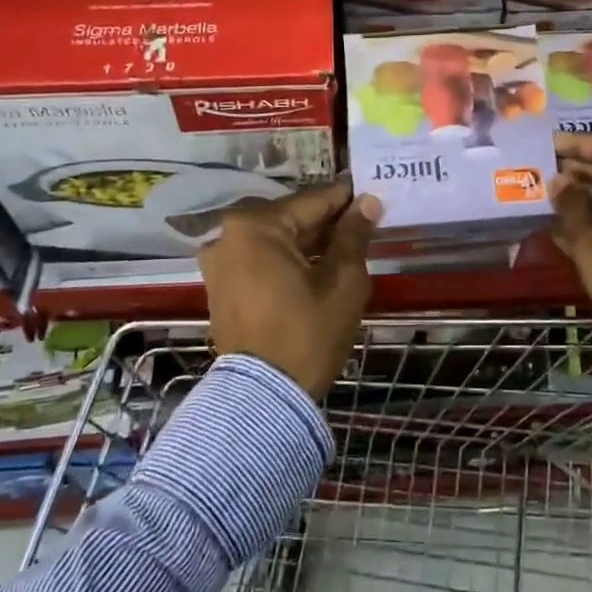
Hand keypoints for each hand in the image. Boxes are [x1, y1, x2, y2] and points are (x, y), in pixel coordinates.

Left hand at [199, 179, 380, 397]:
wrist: (263, 398)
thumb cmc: (307, 333)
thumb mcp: (342, 281)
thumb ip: (354, 235)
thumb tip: (367, 202)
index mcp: (256, 226)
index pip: (313, 201)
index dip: (346, 198)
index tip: (372, 193)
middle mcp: (228, 235)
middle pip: (291, 218)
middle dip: (327, 222)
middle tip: (364, 224)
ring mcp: (219, 261)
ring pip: (275, 239)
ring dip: (307, 242)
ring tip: (345, 248)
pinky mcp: (219, 286)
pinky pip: (259, 259)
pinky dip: (286, 260)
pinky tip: (316, 268)